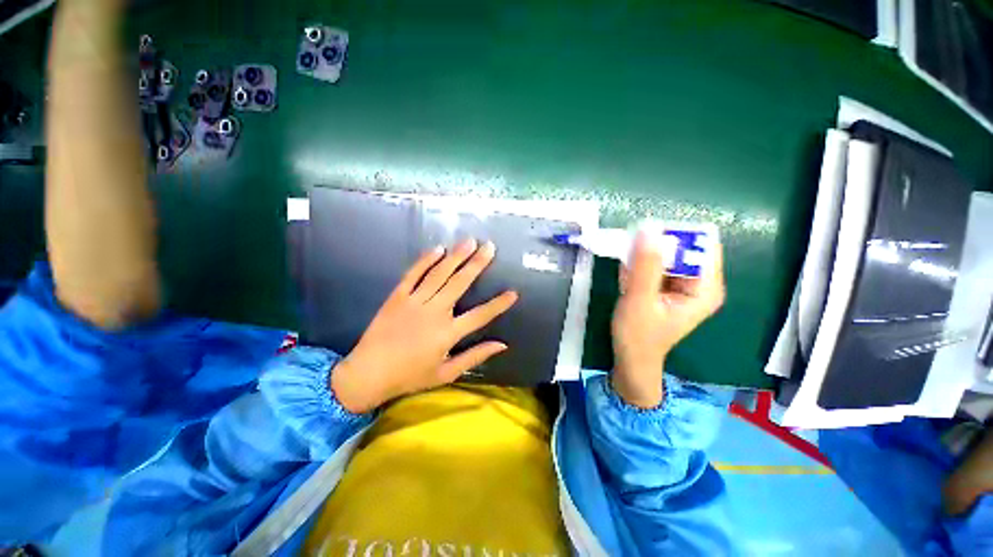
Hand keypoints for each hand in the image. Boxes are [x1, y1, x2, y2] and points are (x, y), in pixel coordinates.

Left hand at [331, 239, 517, 412]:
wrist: (367, 373)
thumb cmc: (410, 376)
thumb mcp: (446, 373)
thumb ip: (474, 357)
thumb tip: (501, 345)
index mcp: (447, 333)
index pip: (480, 316)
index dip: (498, 304)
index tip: (513, 292)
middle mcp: (434, 312)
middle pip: (460, 284)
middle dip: (477, 264)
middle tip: (489, 247)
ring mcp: (414, 301)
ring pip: (439, 274)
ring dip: (456, 256)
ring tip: (469, 242)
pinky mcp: (397, 296)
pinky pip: (413, 274)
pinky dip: (426, 260)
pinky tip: (438, 249)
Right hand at [611, 231, 725, 407]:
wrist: (631, 358)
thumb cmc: (638, 335)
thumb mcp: (640, 299)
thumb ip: (645, 265)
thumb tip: (649, 230)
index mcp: (706, 288)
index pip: (702, 246)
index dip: (676, 237)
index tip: (647, 238)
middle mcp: (700, 283)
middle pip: (683, 249)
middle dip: (655, 249)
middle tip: (631, 259)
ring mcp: (684, 285)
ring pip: (666, 256)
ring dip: (643, 258)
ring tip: (627, 277)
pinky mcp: (668, 287)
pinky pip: (656, 266)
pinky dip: (639, 267)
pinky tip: (628, 282)